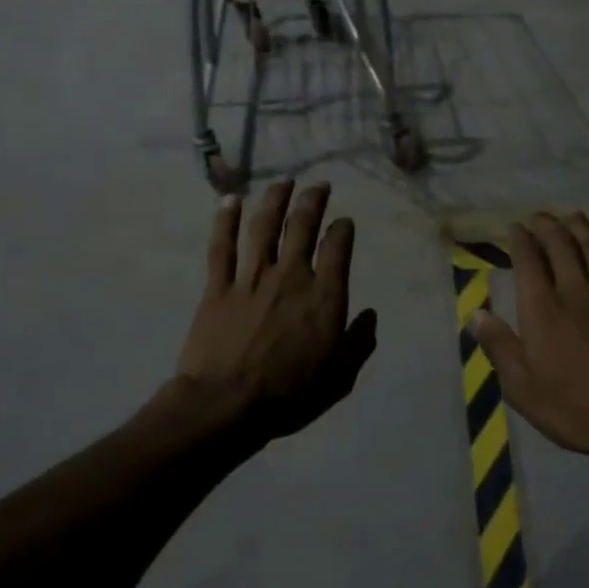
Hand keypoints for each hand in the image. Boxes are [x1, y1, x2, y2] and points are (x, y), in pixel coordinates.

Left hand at [176, 181, 377, 443]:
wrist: (226, 404)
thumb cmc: (289, 395)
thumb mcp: (339, 377)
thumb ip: (358, 343)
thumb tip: (369, 315)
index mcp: (324, 296)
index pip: (337, 248)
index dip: (343, 229)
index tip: (344, 222)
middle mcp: (290, 276)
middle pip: (302, 226)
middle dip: (313, 201)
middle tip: (319, 186)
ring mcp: (251, 278)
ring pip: (264, 227)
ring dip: (274, 200)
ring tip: (283, 183)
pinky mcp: (218, 287)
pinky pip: (222, 247)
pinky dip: (225, 221)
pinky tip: (230, 201)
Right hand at [471, 213, 588, 465]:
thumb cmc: (572, 408)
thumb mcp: (521, 387)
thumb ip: (499, 346)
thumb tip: (476, 315)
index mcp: (543, 308)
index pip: (529, 260)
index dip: (521, 239)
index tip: (515, 228)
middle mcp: (576, 292)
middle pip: (562, 246)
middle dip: (548, 225)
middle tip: (539, 216)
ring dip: (581, 229)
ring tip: (572, 216)